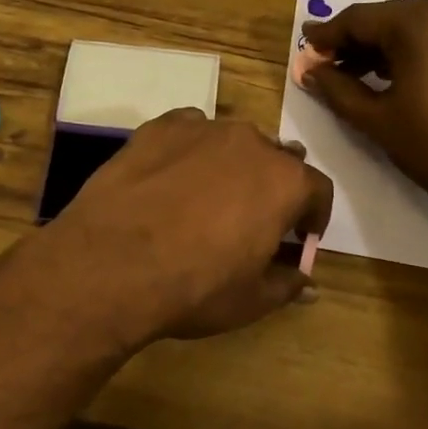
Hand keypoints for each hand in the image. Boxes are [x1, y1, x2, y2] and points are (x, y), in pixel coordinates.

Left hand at [35, 109, 332, 349]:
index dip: (313, 216)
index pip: (317, 189)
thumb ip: (287, 284)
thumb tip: (307, 284)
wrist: (110, 264)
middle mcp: (249, 142)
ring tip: (207, 198)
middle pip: (275, 159)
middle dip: (272, 187)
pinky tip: (170, 179)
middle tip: (252, 220)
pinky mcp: (157, 128)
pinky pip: (187, 132)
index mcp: (284, 181)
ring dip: (231, 165)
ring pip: (230, 142)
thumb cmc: (194, 287)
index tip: (299, 237)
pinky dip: (189, 151)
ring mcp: (201, 128)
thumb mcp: (251, 300)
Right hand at [300, 0, 427, 231]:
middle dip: (360, 42)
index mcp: (421, 21)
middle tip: (333, 67)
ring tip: (368, 77)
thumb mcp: (376, 119)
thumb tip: (309, 70)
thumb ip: (336, 88)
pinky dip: (426, 49)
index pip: (360, 19)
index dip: (329, 35)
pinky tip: (410, 76)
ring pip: (424, 25)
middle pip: (393, 18)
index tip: (307, 47)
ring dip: (392, 46)